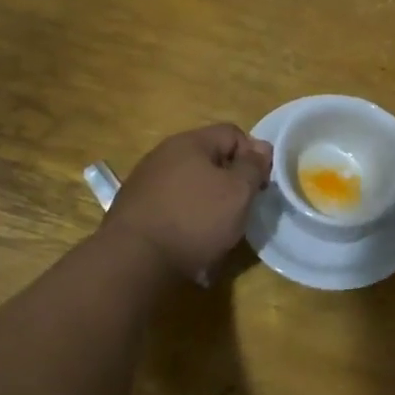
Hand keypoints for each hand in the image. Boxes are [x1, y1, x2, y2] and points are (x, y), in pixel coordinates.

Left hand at [103, 125, 273, 280]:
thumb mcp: (238, 192)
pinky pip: (171, 206)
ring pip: (190, 184)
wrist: (133, 261)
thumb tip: (261, 147)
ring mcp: (144, 182)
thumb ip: (253, 166)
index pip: (233, 133)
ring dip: (207, 201)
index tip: (261, 185)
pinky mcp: (133, 209)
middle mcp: (163, 154)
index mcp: (189, 142)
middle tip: (242, 209)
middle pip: (209, 159)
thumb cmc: (195, 219)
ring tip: (217, 231)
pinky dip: (185, 218)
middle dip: (230, 181)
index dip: (254, 155)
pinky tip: (190, 241)